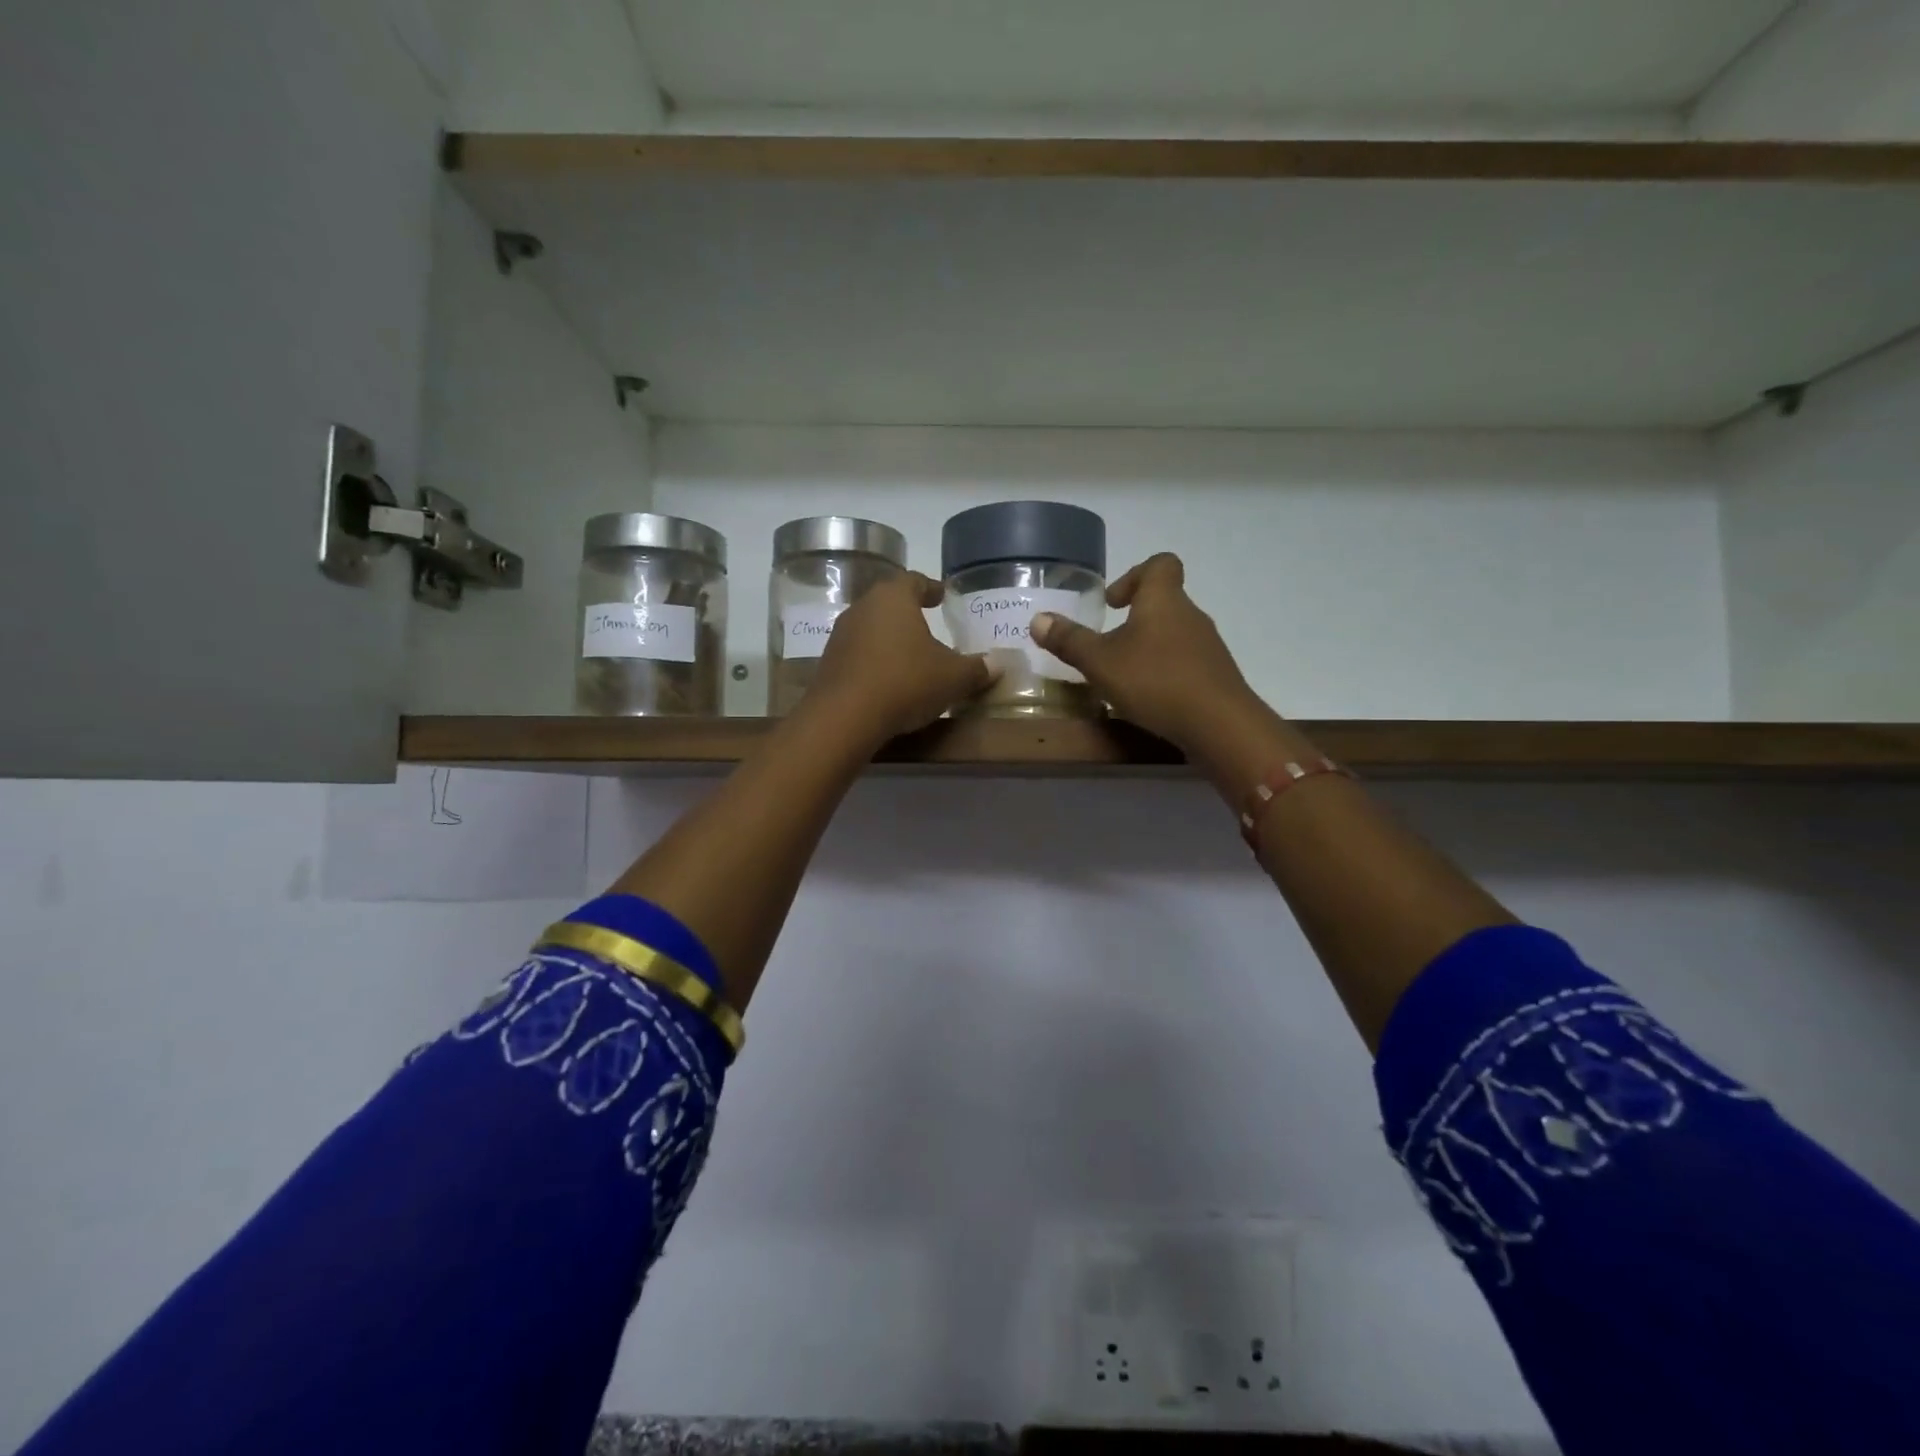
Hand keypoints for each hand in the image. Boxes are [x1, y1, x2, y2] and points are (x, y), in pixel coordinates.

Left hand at [802, 572, 996, 743]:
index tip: (942, 596)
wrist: (844, 718)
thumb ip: (977, 668)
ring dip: (890, 639)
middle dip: (909, 613)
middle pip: (889, 603)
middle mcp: (862, 608)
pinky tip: (888, 679)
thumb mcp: (953, 678)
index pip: (914, 580)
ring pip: (871, 629)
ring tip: (910, 655)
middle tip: (928, 624)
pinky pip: (858, 655)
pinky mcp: (829, 664)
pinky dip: (875, 661)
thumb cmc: (905, 682)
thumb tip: (998, 665)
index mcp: (893, 597)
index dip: (930, 587)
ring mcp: (840, 636)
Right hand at [1031, 553, 1263, 750]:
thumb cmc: (1155, 681)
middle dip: (1136, 617)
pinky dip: (1165, 671)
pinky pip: (1186, 663)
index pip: (1160, 564)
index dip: (1135, 574)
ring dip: (1149, 647)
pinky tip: (1149, 698)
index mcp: (1163, 600)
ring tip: (1124, 675)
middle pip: (1165, 601)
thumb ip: (1069, 640)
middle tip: (1108, 643)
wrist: (1219, 724)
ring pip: (1174, 634)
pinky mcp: (1216, 676)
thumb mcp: (1100, 662)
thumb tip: (1038, 618)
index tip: (1113, 602)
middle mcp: (1190, 615)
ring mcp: (1208, 647)